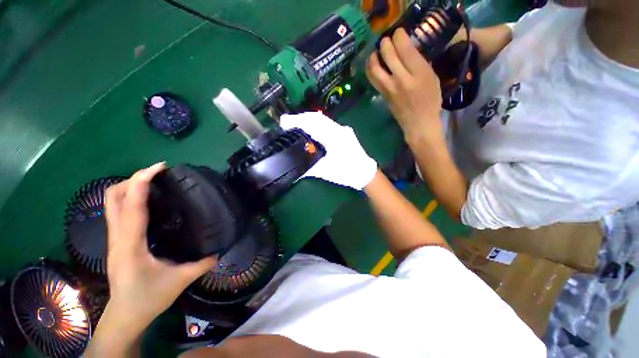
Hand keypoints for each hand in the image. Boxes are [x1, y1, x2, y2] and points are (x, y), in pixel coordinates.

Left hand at [101, 163, 215, 332]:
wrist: (125, 315)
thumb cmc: (149, 298)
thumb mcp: (180, 280)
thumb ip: (202, 263)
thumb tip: (221, 249)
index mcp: (131, 244)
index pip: (132, 206)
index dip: (142, 182)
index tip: (159, 167)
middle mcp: (118, 237)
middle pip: (112, 198)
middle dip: (133, 179)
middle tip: (158, 172)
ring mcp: (114, 238)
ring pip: (110, 203)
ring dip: (129, 186)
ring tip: (152, 181)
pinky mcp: (117, 241)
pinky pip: (117, 211)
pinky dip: (129, 198)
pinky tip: (147, 200)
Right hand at [279, 112, 376, 190]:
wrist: (365, 173)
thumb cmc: (347, 173)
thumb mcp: (326, 172)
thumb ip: (309, 169)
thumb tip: (295, 171)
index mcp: (335, 137)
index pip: (313, 123)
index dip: (297, 121)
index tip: (284, 122)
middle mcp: (339, 129)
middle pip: (317, 118)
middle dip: (300, 118)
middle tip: (286, 123)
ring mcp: (342, 130)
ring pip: (322, 120)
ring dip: (307, 121)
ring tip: (295, 125)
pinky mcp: (343, 133)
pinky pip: (327, 125)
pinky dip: (315, 126)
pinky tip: (309, 131)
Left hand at [366, 29, 443, 139]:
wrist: (418, 123)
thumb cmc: (430, 101)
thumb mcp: (432, 78)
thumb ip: (420, 63)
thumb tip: (408, 51)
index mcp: (418, 72)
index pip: (404, 48)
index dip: (398, 36)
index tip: (398, 32)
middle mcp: (401, 78)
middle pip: (388, 55)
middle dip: (384, 43)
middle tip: (385, 40)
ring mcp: (389, 88)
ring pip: (375, 68)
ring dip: (373, 57)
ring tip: (374, 53)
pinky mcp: (383, 95)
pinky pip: (373, 80)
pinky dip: (371, 70)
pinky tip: (373, 66)